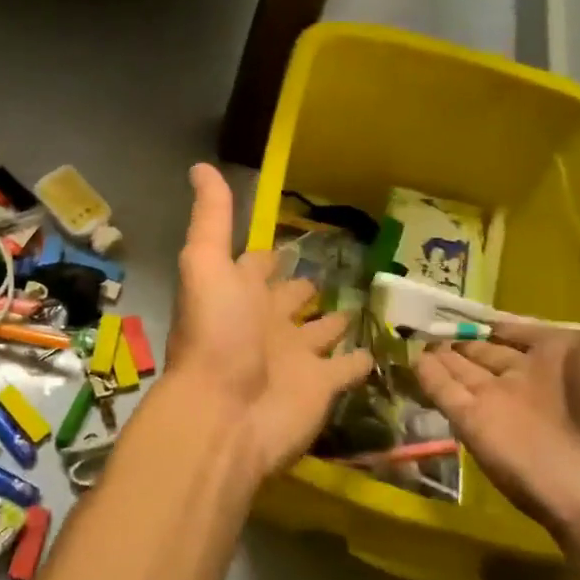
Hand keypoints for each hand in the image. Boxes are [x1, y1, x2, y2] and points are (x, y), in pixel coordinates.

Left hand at [166, 164, 372, 478]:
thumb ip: (212, 218)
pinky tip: (377, 348)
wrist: (225, 413)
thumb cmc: (216, 333)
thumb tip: (201, 165)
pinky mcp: (322, 385)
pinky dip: (360, 360)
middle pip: (289, 298)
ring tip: (359, 301)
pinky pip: (347, 368)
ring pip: (320, 331)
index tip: (290, 238)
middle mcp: (267, 321)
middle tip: (333, 267)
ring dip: (334, 319)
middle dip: (303, 285)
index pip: (255, 265)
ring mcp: (296, 355)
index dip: (268, 255)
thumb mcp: (206, 263)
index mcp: (239, 292)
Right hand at [415, 222, 579, 556]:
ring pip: (458, 369)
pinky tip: (405, 351)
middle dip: (461, 334)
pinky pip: (440, 390)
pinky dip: (423, 373)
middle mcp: (526, 378)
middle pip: (485, 351)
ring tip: (406, 326)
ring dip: (438, 351)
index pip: (521, 333)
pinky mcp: (469, 423)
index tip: (470, 302)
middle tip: (425, 311)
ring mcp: (495, 402)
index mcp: (564, 356)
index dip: (499, 320)